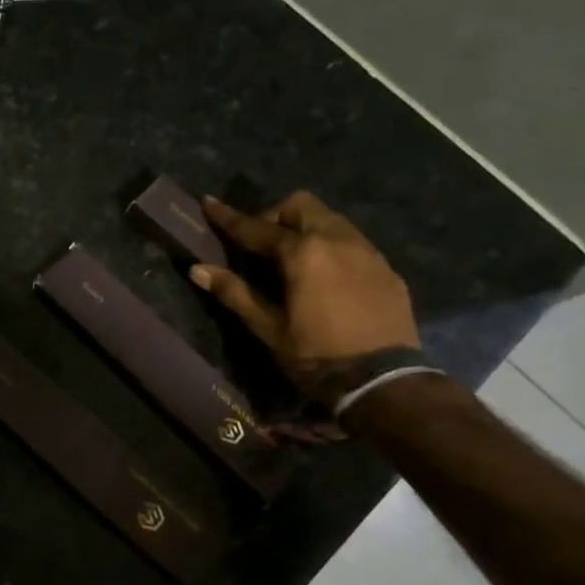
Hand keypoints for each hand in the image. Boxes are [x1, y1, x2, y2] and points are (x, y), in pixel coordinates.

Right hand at [189, 191, 418, 403]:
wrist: (384, 381)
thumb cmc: (316, 355)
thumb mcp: (268, 329)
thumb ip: (235, 293)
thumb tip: (198, 269)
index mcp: (303, 253)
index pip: (256, 227)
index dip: (228, 217)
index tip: (208, 203)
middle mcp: (337, 239)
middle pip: (300, 206)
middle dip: (275, 216)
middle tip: (261, 244)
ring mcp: (367, 252)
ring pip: (330, 219)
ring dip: (306, 228)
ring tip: (294, 258)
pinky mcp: (387, 268)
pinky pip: (353, 242)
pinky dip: (332, 246)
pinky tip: (327, 276)